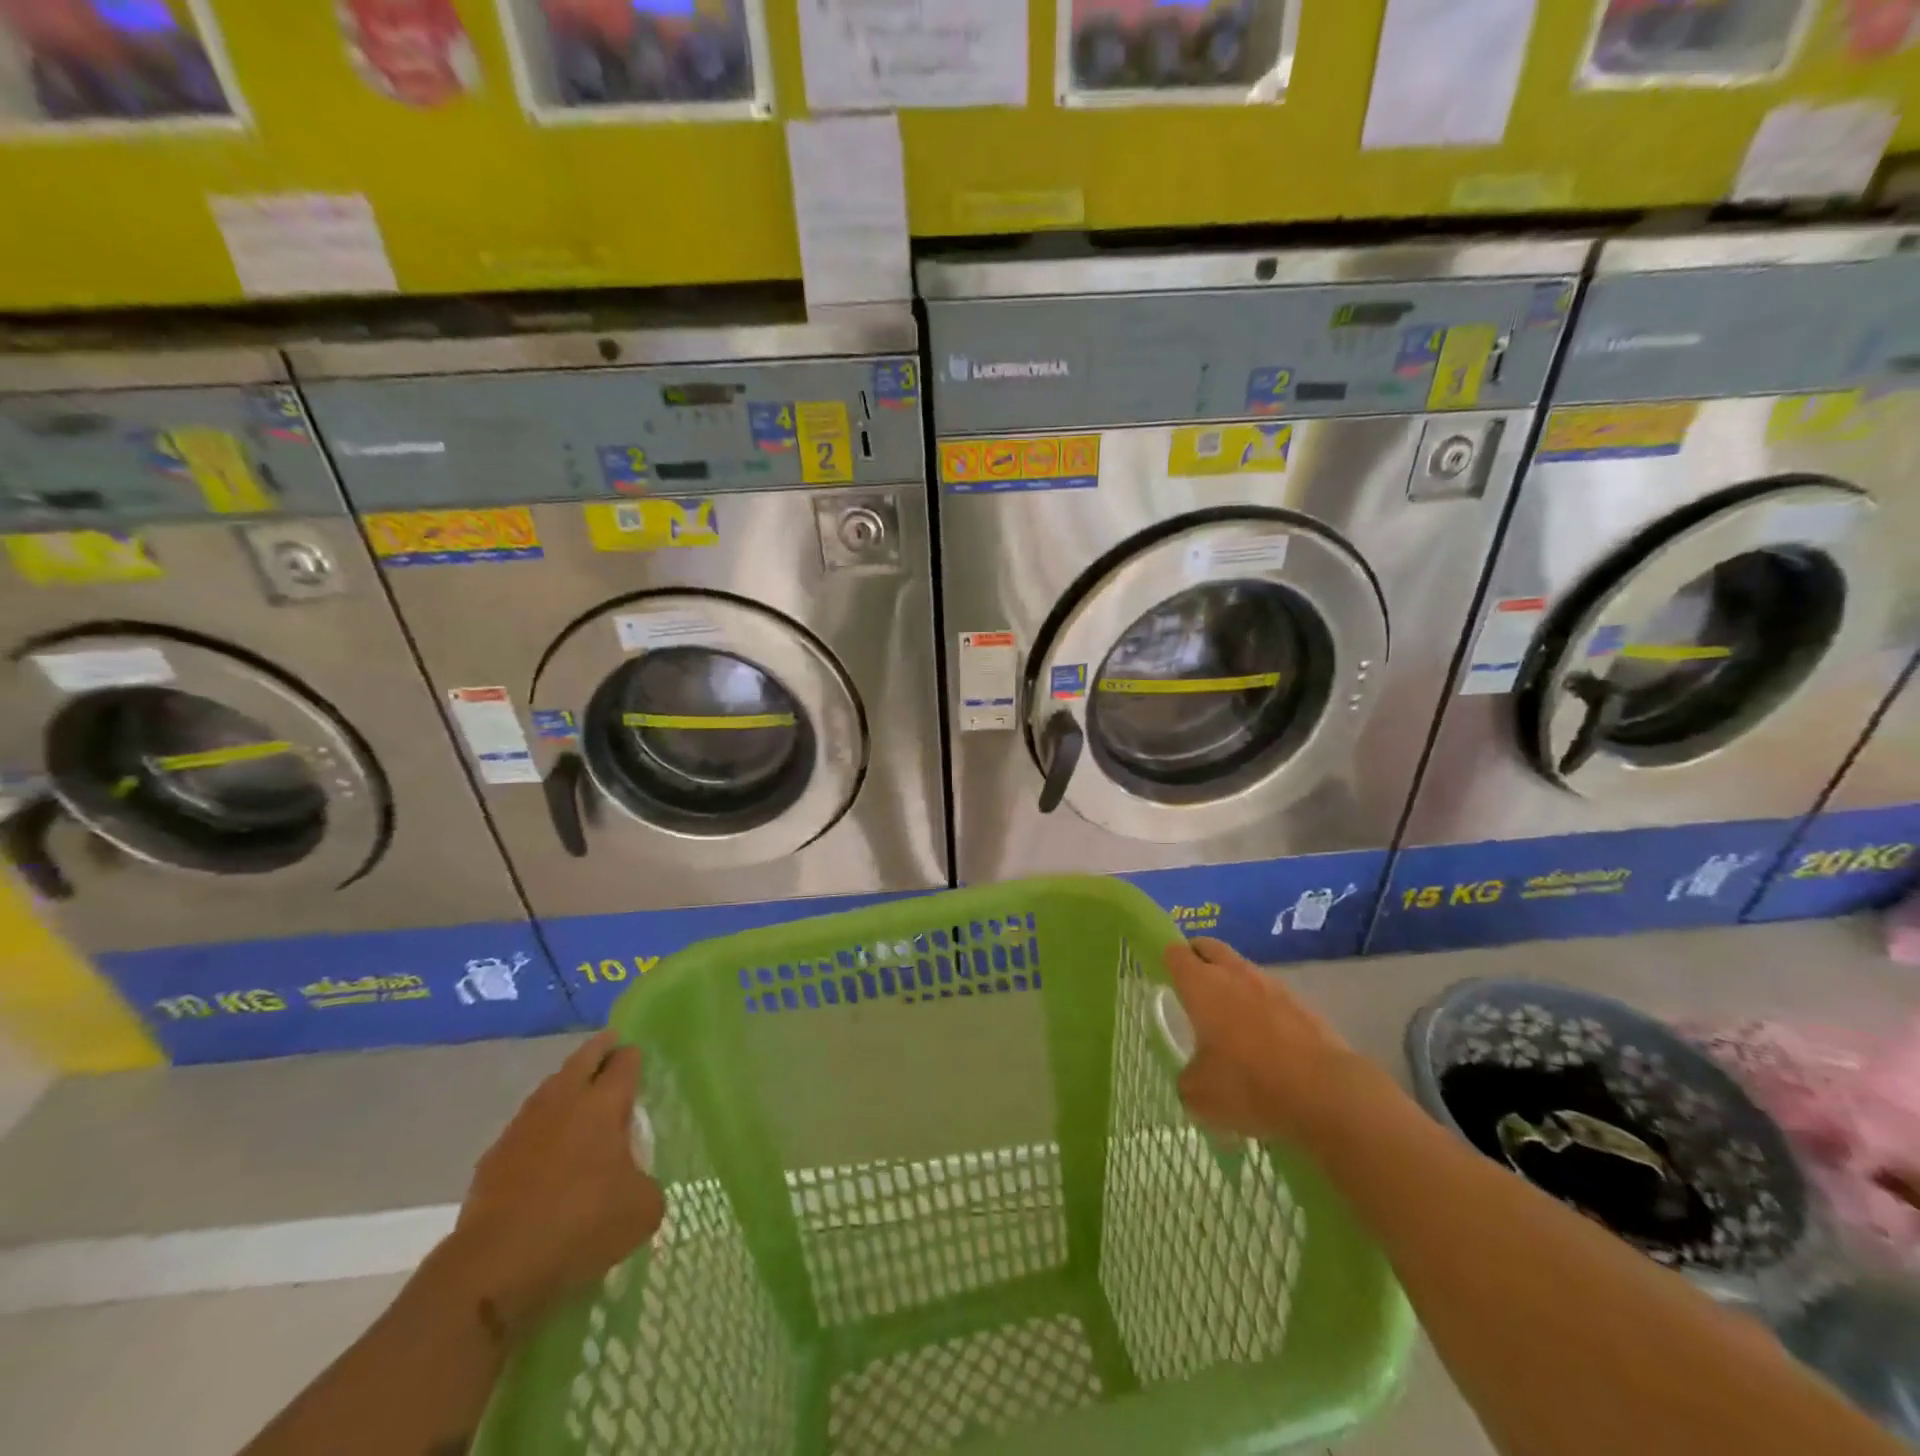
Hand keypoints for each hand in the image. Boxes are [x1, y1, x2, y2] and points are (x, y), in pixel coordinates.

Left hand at [450, 1030, 664, 1337]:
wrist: (495, 1267)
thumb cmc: (581, 1224)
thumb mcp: (642, 1209)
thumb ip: (646, 1183)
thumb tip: (635, 1182)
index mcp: (604, 1103)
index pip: (624, 1062)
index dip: (633, 1056)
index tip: (637, 1057)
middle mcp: (564, 1101)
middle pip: (583, 1058)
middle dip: (600, 1050)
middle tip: (611, 1047)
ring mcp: (523, 1126)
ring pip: (550, 1089)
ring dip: (566, 1086)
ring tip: (579, 1097)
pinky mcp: (494, 1158)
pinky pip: (525, 1128)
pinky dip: (541, 1128)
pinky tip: (547, 1150)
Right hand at [1168, 937, 1373, 1149]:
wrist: (1326, 1094)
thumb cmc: (1249, 1086)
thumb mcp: (1199, 1095)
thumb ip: (1187, 1078)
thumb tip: (1194, 1075)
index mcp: (1202, 985)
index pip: (1175, 953)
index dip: (1165, 960)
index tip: (1163, 976)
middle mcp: (1235, 975)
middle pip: (1209, 947)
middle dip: (1197, 958)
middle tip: (1191, 985)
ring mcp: (1273, 986)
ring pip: (1242, 970)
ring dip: (1232, 983)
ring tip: (1229, 1018)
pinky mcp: (1303, 1006)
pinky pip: (1271, 996)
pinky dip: (1262, 1008)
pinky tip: (1265, 1040)